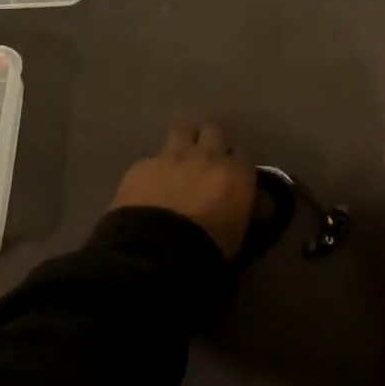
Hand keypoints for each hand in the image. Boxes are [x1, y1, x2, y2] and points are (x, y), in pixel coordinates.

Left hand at [111, 122, 256, 259]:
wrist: (156, 255)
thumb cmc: (206, 252)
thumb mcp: (237, 233)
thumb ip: (239, 207)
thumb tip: (237, 200)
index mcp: (236, 174)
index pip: (242, 154)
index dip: (233, 164)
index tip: (228, 176)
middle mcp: (207, 156)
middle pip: (212, 131)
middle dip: (208, 142)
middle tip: (202, 161)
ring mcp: (172, 156)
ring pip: (181, 130)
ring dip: (182, 142)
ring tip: (176, 162)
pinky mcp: (142, 165)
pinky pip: (151, 159)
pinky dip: (152, 170)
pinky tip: (148, 187)